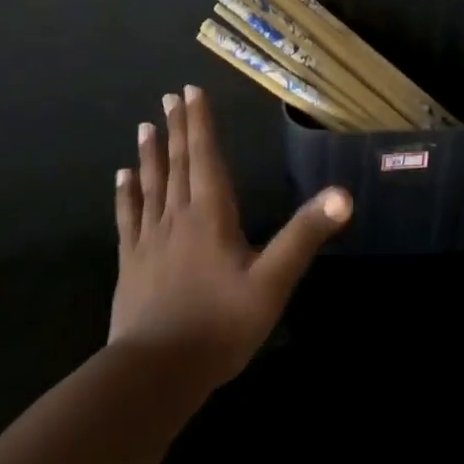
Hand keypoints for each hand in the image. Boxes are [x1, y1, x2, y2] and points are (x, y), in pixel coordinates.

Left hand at [110, 84, 351, 387]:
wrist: (156, 371)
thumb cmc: (220, 325)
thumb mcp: (273, 282)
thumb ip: (304, 235)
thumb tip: (342, 194)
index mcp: (211, 214)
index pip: (206, 156)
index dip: (200, 123)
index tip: (190, 91)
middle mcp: (178, 216)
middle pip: (178, 163)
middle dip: (177, 129)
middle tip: (170, 97)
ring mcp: (150, 238)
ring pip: (151, 184)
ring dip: (150, 154)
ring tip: (146, 126)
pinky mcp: (131, 262)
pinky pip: (129, 217)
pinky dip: (126, 194)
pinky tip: (121, 177)